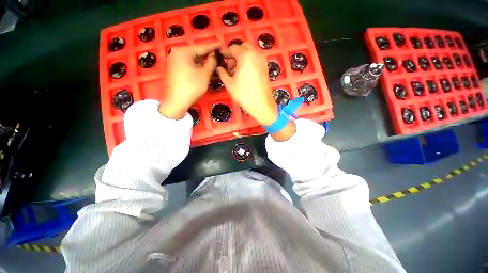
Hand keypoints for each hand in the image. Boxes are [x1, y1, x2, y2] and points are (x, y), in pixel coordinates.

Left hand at [159, 43, 219, 119]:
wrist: (177, 101)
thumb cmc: (192, 86)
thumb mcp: (205, 74)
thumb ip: (211, 62)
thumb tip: (214, 56)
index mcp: (183, 51)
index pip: (201, 47)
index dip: (213, 47)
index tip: (221, 45)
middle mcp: (177, 54)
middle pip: (197, 54)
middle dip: (209, 57)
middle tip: (219, 57)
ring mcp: (175, 62)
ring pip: (193, 61)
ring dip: (204, 64)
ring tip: (215, 65)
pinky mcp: (175, 70)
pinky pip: (189, 66)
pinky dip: (198, 68)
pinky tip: (206, 71)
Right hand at [216, 43, 295, 140]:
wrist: (261, 104)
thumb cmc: (244, 94)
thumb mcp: (229, 83)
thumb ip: (222, 73)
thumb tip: (219, 68)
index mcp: (245, 55)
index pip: (233, 48)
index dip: (225, 52)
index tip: (221, 58)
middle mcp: (255, 54)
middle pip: (243, 48)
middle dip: (234, 54)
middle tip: (229, 65)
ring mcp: (262, 61)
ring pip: (250, 53)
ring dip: (242, 58)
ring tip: (235, 71)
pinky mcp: (265, 68)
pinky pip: (255, 60)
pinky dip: (249, 62)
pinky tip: (244, 73)